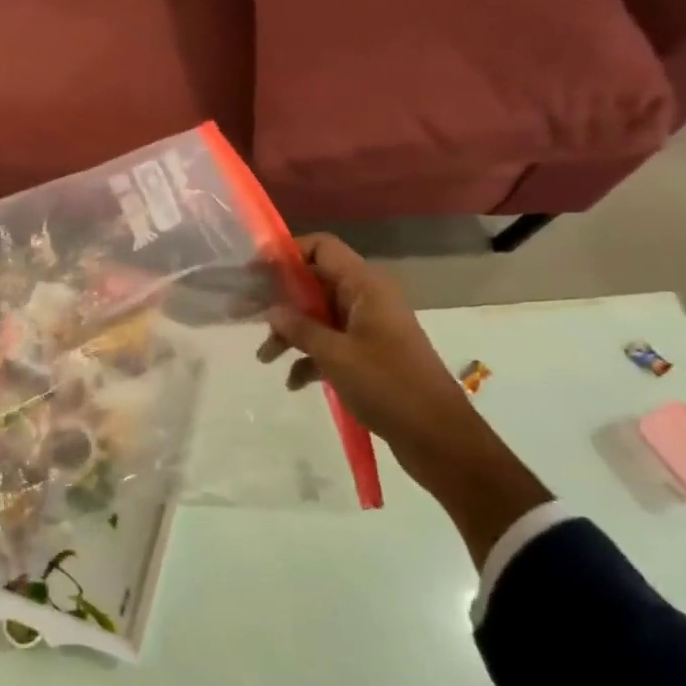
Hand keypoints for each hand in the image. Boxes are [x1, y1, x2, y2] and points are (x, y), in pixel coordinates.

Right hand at [258, 234, 550, 564]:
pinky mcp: (370, 355)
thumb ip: (299, 328)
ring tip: (265, 358)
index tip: (254, 273)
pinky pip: (331, 343)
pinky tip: (293, 382)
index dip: (287, 254)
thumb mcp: (335, 355)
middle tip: (247, 315)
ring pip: (320, 316)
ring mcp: (369, 327)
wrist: (438, 437)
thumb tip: (272, 309)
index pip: (321, 248)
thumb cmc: (388, 386)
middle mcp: (367, 298)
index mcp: (365, 286)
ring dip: (292, 333)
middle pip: (315, 283)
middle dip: (282, 300)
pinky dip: (310, 357)